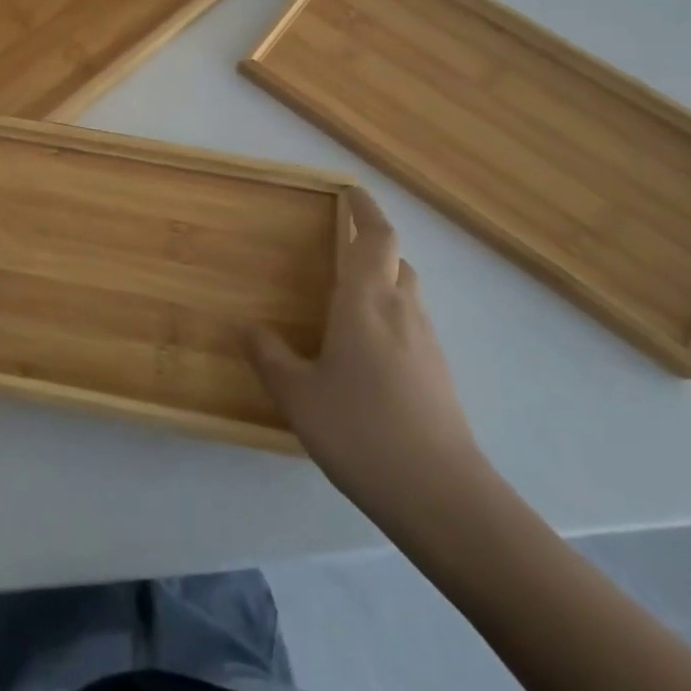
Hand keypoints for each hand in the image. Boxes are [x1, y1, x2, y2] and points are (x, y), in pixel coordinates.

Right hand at [248, 187, 484, 534]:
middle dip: (372, 245)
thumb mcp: (299, 396)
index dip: (366, 209)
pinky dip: (391, 317)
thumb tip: (246, 327)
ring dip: (383, 281)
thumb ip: (270, 356)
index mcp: (366, 301)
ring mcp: (427, 344)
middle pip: (396, 260)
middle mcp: (402, 311)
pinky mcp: (440, 375)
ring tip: (349, 298)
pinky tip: (368, 351)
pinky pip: (412, 325)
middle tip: (340, 246)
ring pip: (407, 293)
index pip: (375, 237)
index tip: (351, 191)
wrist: (444, 499)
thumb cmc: (363, 431)